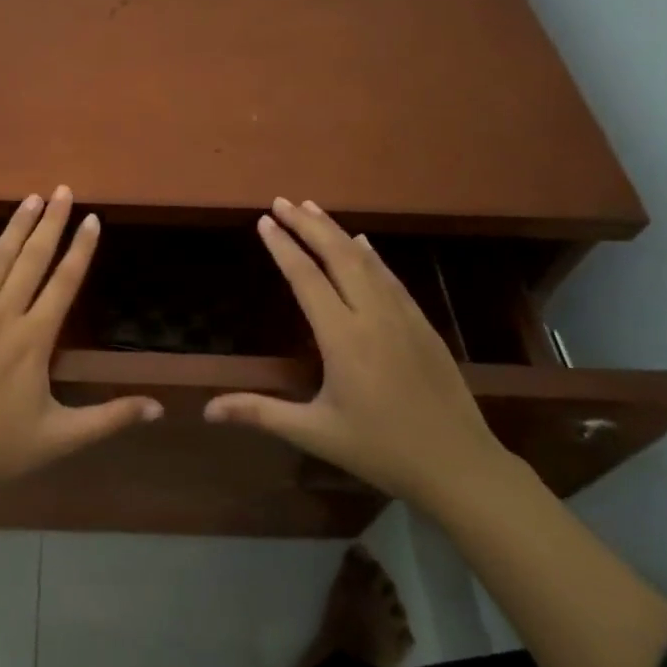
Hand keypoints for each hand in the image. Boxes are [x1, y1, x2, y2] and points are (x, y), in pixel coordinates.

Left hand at [0, 186, 162, 502]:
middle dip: (51, 223)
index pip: (65, 282)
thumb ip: (110, 418)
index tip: (92, 218)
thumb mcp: (60, 438)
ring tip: (32, 199)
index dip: (81, 248)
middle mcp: (2, 316)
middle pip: (32, 260)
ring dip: (15, 228)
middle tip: (62, 190)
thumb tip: (160, 408)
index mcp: (34, 340)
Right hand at [205, 198, 510, 509]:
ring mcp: (402, 317)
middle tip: (282, 201)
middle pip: (337, 256)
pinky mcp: (422, 324)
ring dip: (336, 232)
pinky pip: (390, 278)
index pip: (307, 278)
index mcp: (343, 338)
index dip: (283, 247)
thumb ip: (260, 414)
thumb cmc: (381, 450)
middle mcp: (372, 316)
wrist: (459, 465)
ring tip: (312, 209)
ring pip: (365, 261)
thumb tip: (207, 411)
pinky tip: (362, 244)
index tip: (264, 221)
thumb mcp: (315, 433)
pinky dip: (371, 255)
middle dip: (307, 225)